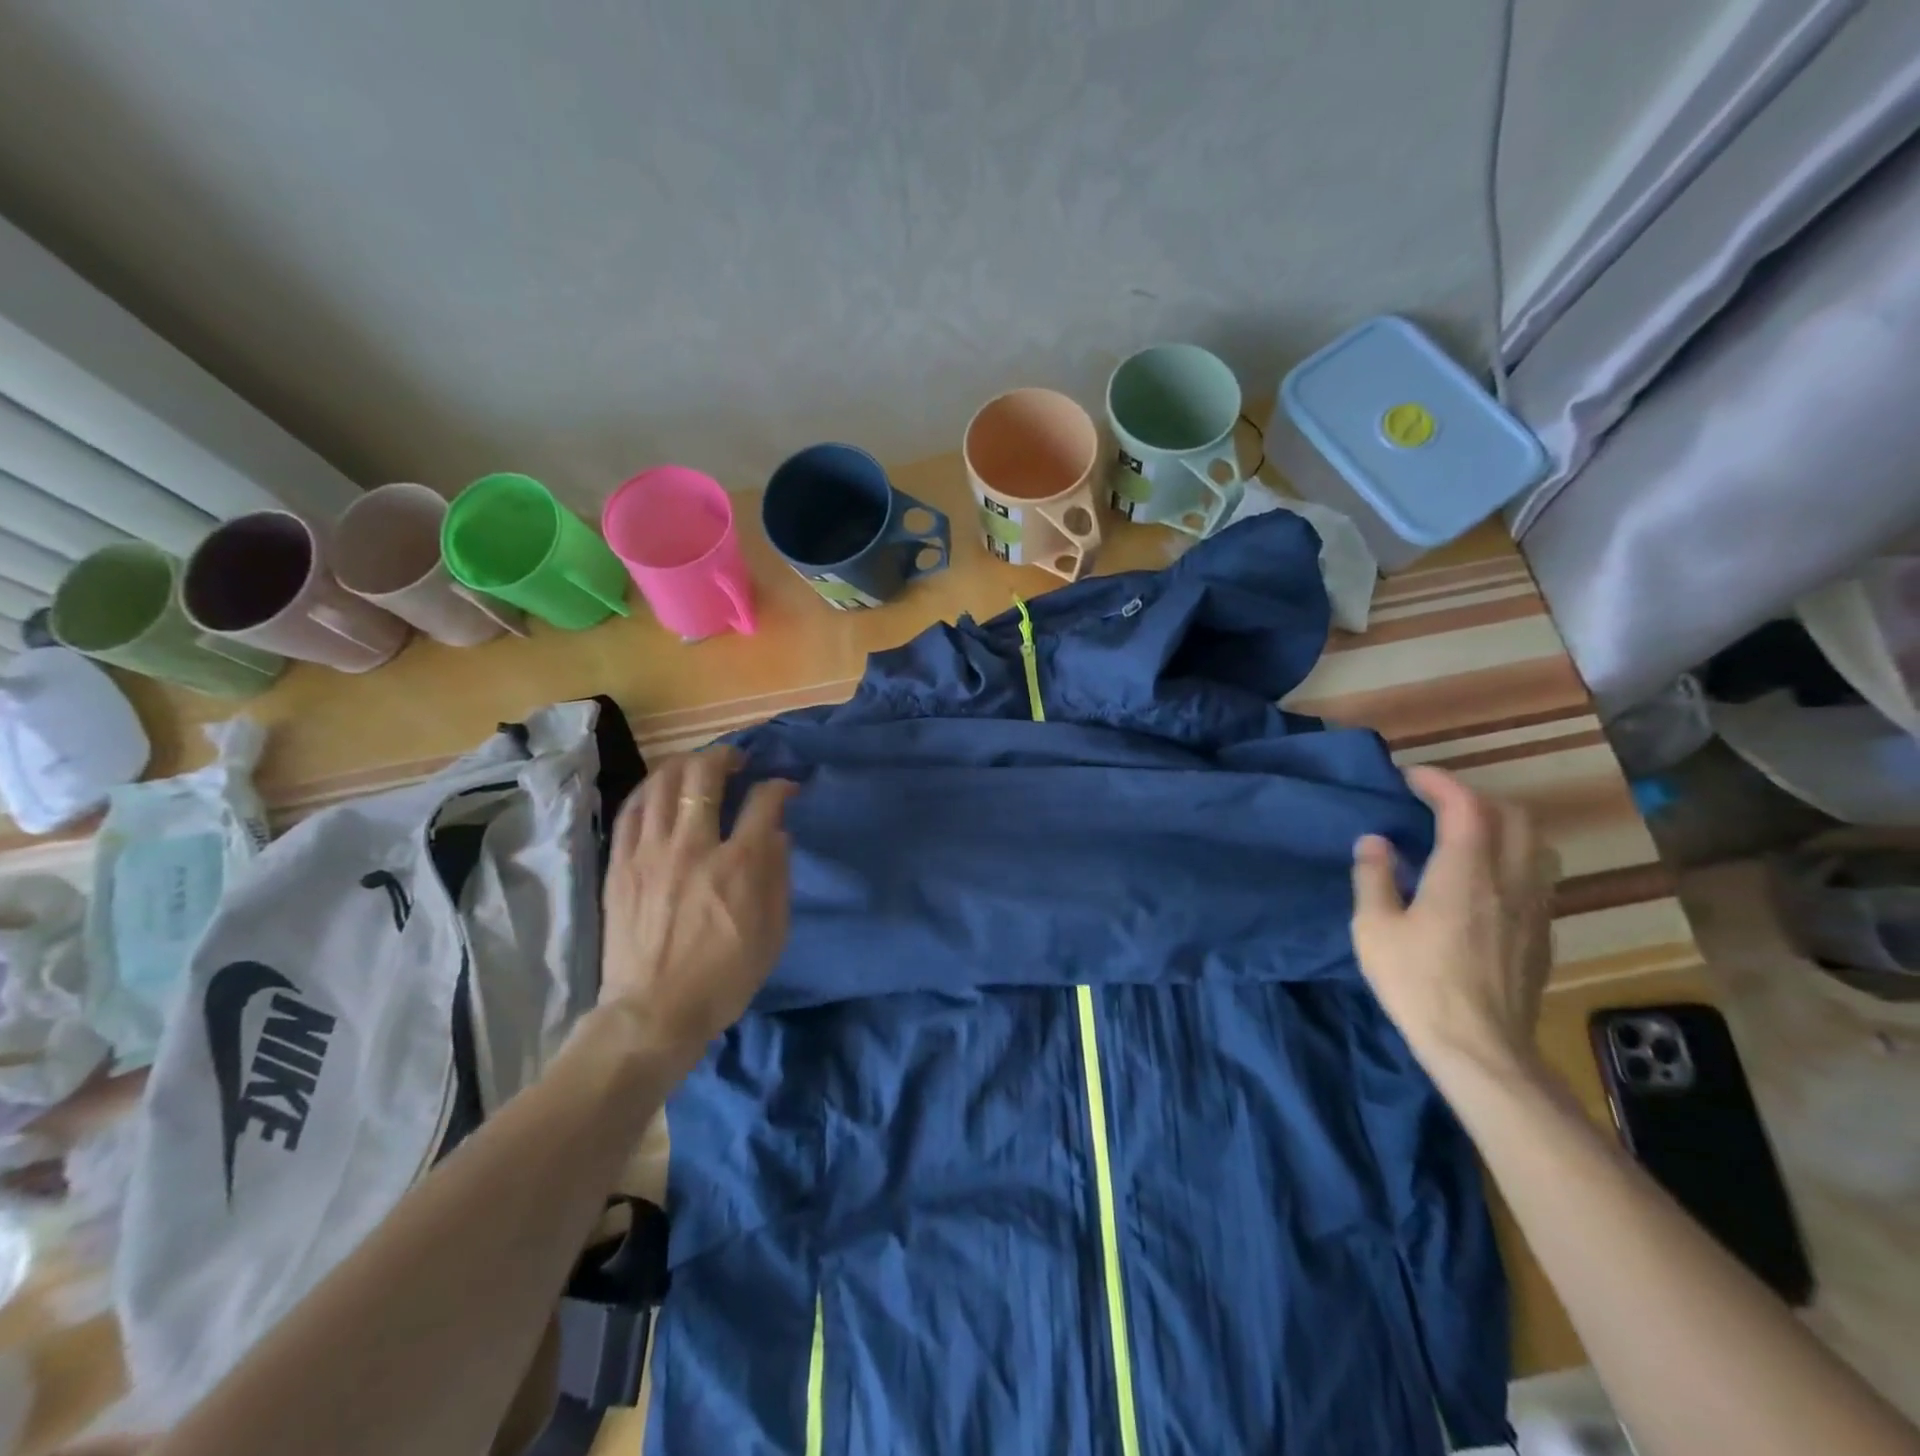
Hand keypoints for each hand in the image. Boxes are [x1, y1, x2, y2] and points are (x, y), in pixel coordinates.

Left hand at [597, 748, 795, 1070]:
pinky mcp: (621, 865)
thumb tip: (777, 833)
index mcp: (739, 864)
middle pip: (705, 775)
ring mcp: (651, 852)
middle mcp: (694, 845)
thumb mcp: (773, 932)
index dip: (779, 786)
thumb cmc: (725, 978)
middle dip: (726, 756)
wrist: (654, 1012)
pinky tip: (661, 789)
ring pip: (663, 783)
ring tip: (697, 768)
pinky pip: (632, 810)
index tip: (785, 788)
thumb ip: (778, 875)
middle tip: (737, 762)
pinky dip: (650, 790)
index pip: (763, 801)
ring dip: (685, 765)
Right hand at [1350, 766, 1556, 1081]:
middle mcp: (1510, 879)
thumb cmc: (1417, 983)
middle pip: (1512, 815)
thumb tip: (1375, 841)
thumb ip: (1373, 877)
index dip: (1439, 782)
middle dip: (1474, 797)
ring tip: (1468, 835)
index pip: (1465, 806)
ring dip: (1502, 825)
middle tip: (1437, 803)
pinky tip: (1486, 880)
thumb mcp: (1373, 928)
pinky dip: (1513, 857)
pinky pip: (1538, 874)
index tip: (1410, 777)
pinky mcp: (1543, 932)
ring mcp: (1534, 907)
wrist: (1480, 1048)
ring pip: (1535, 843)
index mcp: (1465, 873)